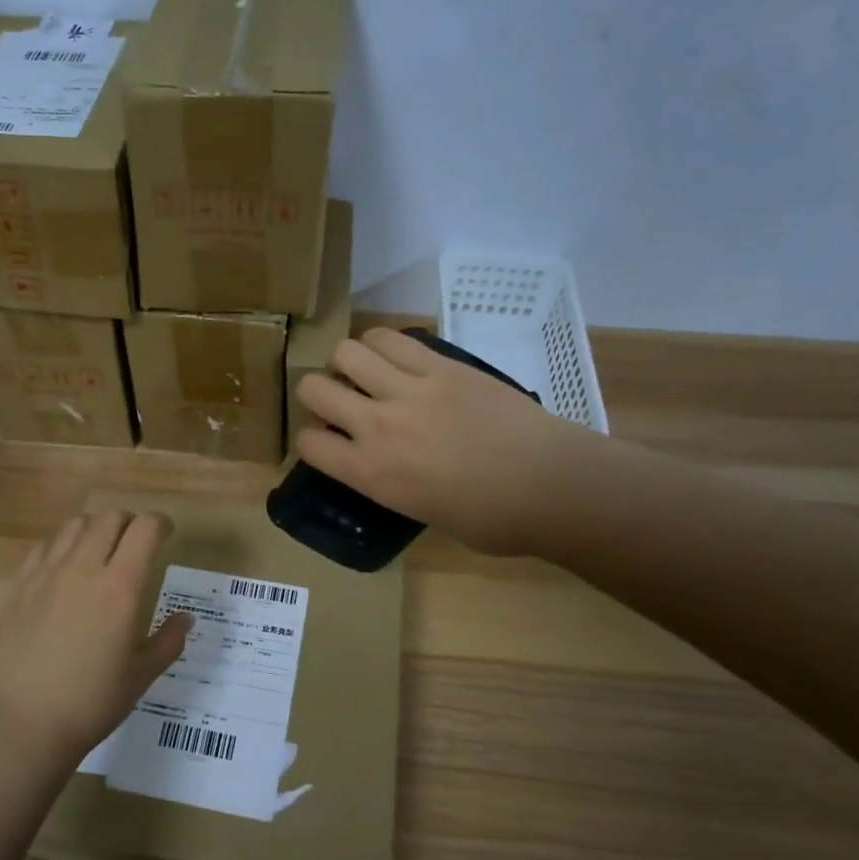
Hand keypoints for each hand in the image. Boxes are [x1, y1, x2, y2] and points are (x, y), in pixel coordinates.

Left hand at [0, 510, 191, 762]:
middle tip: (134, 545)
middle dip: (129, 523)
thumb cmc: (92, 702)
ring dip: (94, 529)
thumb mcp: (142, 675)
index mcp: (121, 586)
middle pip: (109, 517)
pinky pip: (43, 546)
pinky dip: (60, 546)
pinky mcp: (19, 587)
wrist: (25, 724)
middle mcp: (84, 568)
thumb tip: (185, 618)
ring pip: (74, 525)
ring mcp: (47, 574)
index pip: (145, 528)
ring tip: (99, 552)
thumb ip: (169, 640)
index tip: (166, 536)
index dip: (160, 524)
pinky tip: (63, 569)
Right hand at [296, 328, 604, 557]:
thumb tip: (388, 465)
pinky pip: (393, 338)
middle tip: (339, 400)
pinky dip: (382, 344)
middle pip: (313, 388)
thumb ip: (390, 483)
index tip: (326, 440)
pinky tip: (394, 357)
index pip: (308, 443)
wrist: (550, 486)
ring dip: (347, 362)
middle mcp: (377, 426)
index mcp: (370, 473)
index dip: (311, 439)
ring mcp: (409, 389)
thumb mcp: (422, 513)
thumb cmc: (492, 520)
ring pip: (348, 352)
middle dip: (317, 393)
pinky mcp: (441, 365)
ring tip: (365, 372)